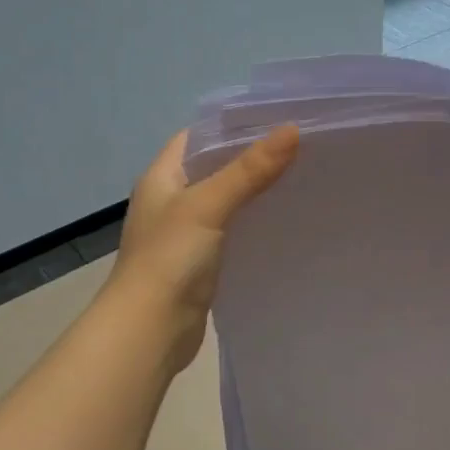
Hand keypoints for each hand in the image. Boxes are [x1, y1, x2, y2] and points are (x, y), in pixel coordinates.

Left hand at [108, 125, 298, 369]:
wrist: (150, 329)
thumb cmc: (170, 259)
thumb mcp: (209, 205)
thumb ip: (250, 170)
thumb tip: (293, 130)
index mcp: (162, 177)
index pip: (198, 136)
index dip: (232, 125)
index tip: (276, 120)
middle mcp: (171, 200)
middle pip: (214, 167)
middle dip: (252, 157)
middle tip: (299, 149)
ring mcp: (185, 233)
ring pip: (225, 200)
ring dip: (255, 191)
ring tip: (299, 178)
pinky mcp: (200, 261)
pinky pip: (231, 230)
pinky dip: (253, 222)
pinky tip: (282, 221)